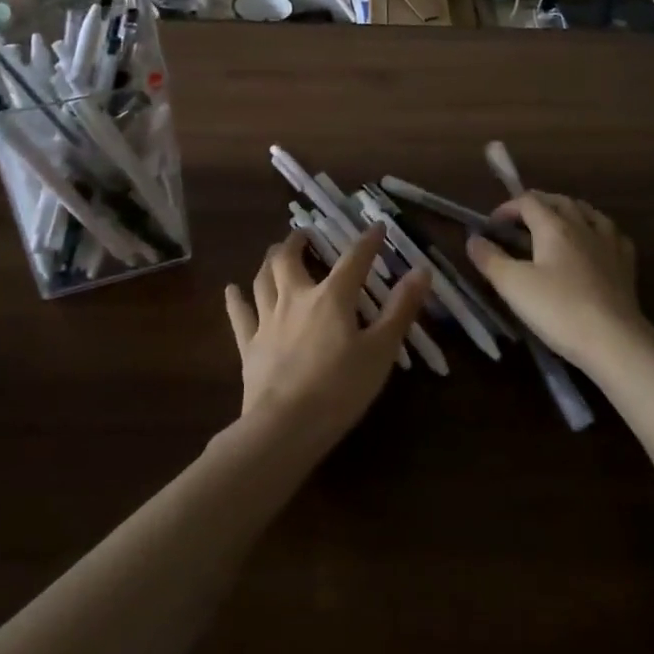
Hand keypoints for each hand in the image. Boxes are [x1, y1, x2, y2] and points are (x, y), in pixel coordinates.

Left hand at [225, 227, 429, 449]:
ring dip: (269, 260)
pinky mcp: (250, 345)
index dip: (368, 241)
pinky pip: (240, 316)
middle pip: (289, 259)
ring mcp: (268, 321)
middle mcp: (295, 298)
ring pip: (263, 279)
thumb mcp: (381, 350)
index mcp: (331, 298)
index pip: (353, 260)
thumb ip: (400, 309)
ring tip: (274, 251)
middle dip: (298, 241)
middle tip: (304, 234)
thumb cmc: (340, 388)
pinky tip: (231, 289)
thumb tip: (421, 270)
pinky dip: (236, 300)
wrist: (286, 426)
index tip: (377, 226)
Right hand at [465, 192, 653, 377]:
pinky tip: (596, 242)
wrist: (614, 340)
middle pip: (559, 201)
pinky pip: (612, 234)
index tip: (492, 226)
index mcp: (554, 226)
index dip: (507, 208)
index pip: (528, 201)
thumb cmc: (559, 309)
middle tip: (520, 220)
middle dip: (537, 204)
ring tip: (557, 222)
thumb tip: (473, 239)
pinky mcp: (626, 265)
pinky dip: (598, 230)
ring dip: (568, 211)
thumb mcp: (513, 285)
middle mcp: (583, 226)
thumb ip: (490, 259)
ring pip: (588, 212)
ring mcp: (609, 244)